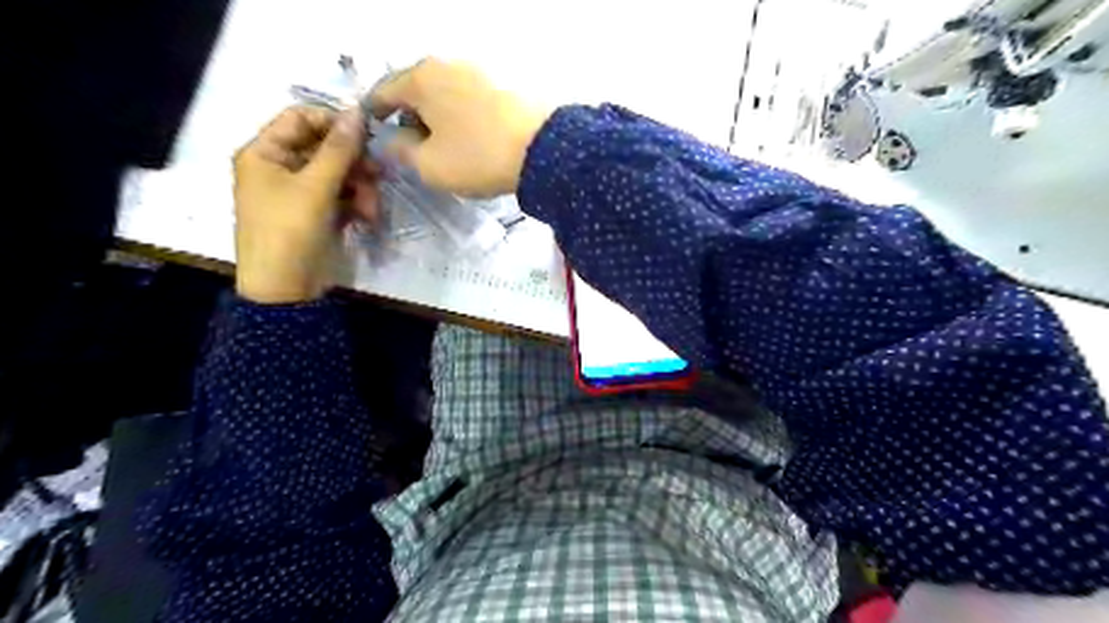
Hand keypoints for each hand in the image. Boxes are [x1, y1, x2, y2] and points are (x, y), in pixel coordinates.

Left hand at [232, 105, 378, 304]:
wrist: (286, 289)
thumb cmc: (289, 231)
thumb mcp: (315, 187)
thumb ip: (339, 149)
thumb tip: (357, 111)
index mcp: (265, 152)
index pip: (300, 118)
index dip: (333, 122)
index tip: (367, 134)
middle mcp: (281, 167)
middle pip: (324, 148)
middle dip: (354, 163)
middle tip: (378, 174)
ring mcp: (300, 192)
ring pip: (339, 174)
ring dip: (361, 187)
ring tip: (372, 209)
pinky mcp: (317, 213)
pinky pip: (342, 196)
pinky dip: (357, 204)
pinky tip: (368, 218)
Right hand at [369, 57, 550, 194]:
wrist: (542, 150)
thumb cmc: (477, 157)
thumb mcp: (429, 165)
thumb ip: (401, 152)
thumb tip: (393, 141)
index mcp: (421, 78)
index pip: (384, 92)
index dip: (374, 115)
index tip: (373, 132)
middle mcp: (447, 65)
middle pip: (415, 90)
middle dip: (408, 117)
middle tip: (410, 145)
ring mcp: (479, 72)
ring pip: (444, 95)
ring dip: (436, 117)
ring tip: (441, 146)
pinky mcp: (503, 87)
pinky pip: (468, 100)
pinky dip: (460, 117)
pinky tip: (467, 138)